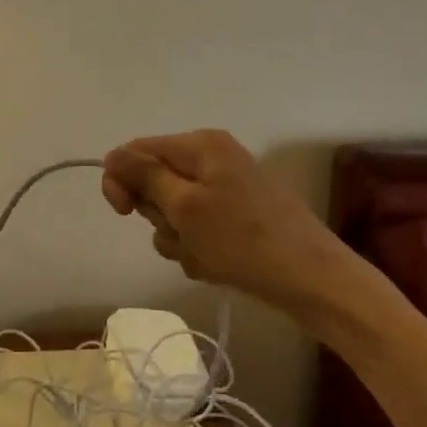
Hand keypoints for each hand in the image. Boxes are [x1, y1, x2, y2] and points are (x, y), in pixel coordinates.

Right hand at [101, 129, 344, 309]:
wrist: (314, 281)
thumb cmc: (244, 240)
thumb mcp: (186, 207)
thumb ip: (144, 176)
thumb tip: (112, 154)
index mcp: (201, 145)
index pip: (138, 150)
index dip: (122, 180)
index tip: (124, 212)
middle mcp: (212, 159)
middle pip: (156, 183)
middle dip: (160, 216)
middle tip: (183, 234)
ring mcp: (227, 190)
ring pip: (174, 213)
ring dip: (179, 239)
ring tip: (205, 255)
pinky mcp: (237, 219)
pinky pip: (198, 231)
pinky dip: (199, 250)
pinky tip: (218, 266)